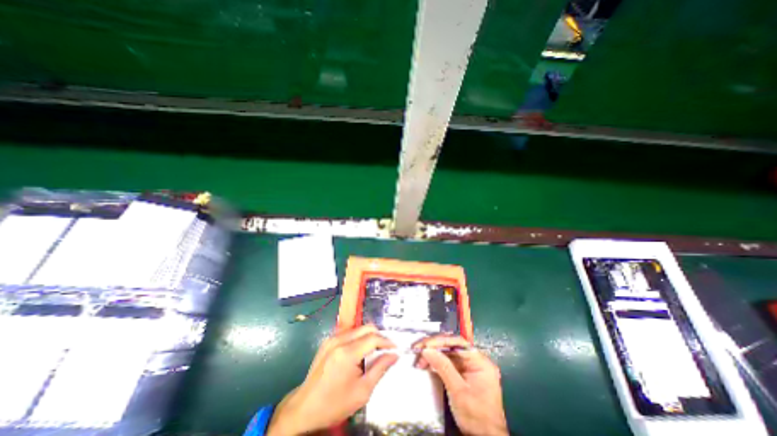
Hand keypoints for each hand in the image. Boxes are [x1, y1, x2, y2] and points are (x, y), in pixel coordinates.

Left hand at [270, 326, 400, 433]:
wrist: (304, 409)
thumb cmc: (334, 404)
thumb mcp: (362, 392)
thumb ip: (380, 369)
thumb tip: (394, 355)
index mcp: (347, 353)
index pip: (373, 338)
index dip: (387, 341)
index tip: (396, 348)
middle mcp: (339, 340)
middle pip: (366, 328)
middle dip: (379, 336)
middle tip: (386, 349)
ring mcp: (332, 339)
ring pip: (358, 329)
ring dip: (369, 336)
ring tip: (375, 351)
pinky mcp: (327, 341)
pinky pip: (349, 333)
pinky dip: (359, 338)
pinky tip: (360, 352)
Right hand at [415, 336, 507, 433]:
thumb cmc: (476, 416)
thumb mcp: (458, 391)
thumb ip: (443, 367)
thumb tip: (427, 350)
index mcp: (480, 362)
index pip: (458, 343)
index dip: (440, 341)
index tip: (425, 345)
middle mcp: (476, 360)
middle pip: (452, 346)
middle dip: (434, 347)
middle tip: (418, 349)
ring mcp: (469, 367)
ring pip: (448, 353)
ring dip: (433, 354)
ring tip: (419, 359)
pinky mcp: (463, 374)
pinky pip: (448, 362)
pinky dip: (437, 362)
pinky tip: (426, 364)